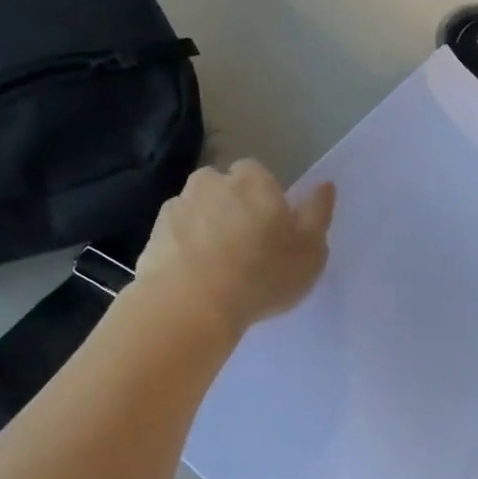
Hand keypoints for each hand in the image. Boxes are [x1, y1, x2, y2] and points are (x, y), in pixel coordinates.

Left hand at [135, 159, 334, 333]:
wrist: (192, 304)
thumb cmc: (263, 274)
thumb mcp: (311, 250)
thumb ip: (318, 214)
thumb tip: (325, 185)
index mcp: (253, 180)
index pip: (260, 175)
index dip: (267, 200)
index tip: (273, 230)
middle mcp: (211, 182)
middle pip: (224, 189)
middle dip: (233, 209)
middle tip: (247, 249)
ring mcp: (177, 207)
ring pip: (198, 211)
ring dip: (207, 229)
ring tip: (219, 268)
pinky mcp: (152, 235)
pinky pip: (176, 238)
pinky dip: (185, 251)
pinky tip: (196, 279)